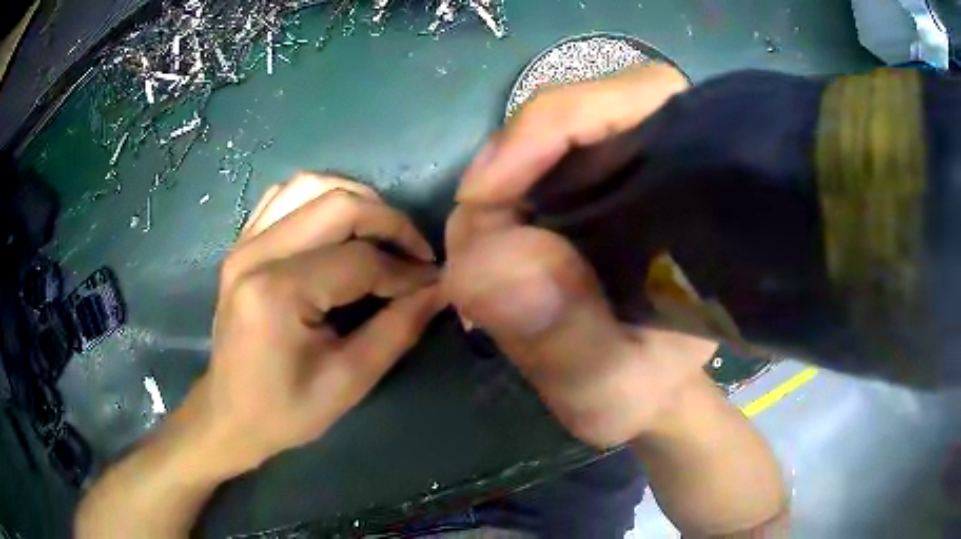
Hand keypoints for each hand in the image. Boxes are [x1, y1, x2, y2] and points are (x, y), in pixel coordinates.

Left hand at [197, 173, 442, 472]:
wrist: (229, 414)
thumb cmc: (286, 409)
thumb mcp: (349, 381)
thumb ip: (399, 329)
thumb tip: (440, 288)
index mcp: (277, 293)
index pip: (359, 260)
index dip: (404, 271)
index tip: (432, 285)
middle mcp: (256, 254)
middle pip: (338, 204)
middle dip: (389, 222)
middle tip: (415, 253)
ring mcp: (244, 244)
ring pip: (310, 185)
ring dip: (356, 200)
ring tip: (380, 234)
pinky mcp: (241, 244)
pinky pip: (284, 196)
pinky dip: (319, 199)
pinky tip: (336, 227)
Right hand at [445, 64, 716, 447]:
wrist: (644, 394)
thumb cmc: (643, 390)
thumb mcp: (610, 384)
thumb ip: (564, 336)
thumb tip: (490, 263)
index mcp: (692, 194)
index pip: (640, 97)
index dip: (561, 121)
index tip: (494, 188)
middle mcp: (657, 166)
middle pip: (569, 112)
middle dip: (511, 165)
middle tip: (480, 239)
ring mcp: (615, 174)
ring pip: (537, 141)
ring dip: (496, 190)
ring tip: (484, 258)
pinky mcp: (581, 193)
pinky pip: (524, 173)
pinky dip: (496, 203)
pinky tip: (493, 247)